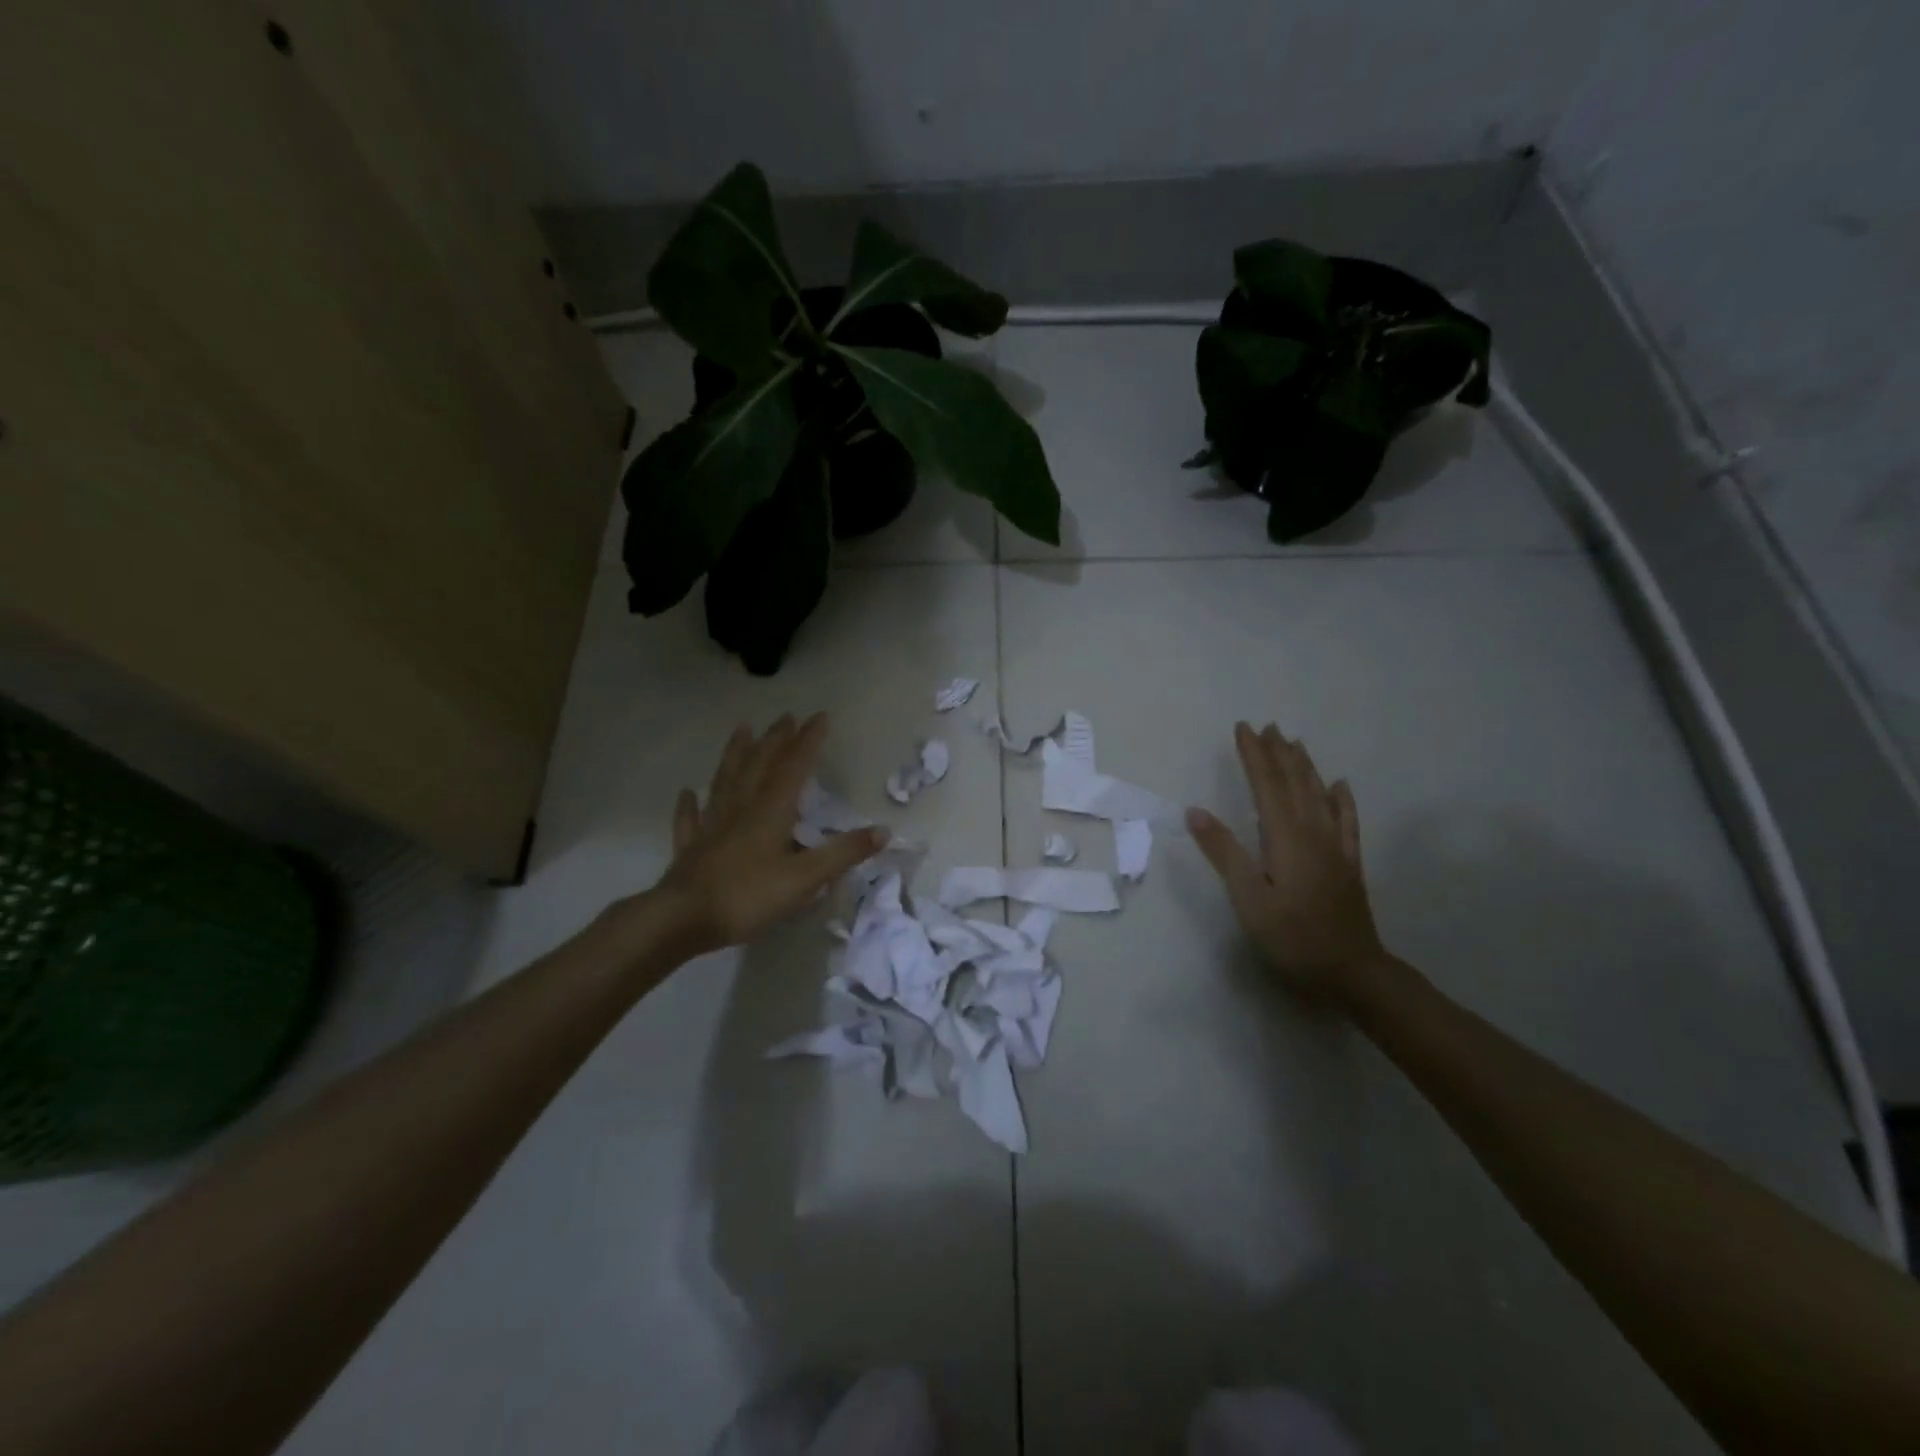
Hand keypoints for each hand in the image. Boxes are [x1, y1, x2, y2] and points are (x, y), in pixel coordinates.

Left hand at [648, 713, 887, 956]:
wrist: (683, 919)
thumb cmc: (748, 897)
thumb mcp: (805, 878)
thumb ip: (843, 853)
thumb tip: (883, 830)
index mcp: (770, 811)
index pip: (794, 767)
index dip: (808, 741)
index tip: (820, 716)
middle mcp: (740, 808)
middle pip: (759, 765)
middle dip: (776, 740)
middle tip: (786, 717)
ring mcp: (712, 826)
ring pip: (725, 780)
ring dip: (735, 753)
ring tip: (742, 730)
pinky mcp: (691, 848)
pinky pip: (691, 819)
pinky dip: (690, 803)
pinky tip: (688, 792)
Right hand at [1186, 722, 1384, 1001]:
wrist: (1353, 972)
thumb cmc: (1292, 937)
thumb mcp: (1248, 898)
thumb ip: (1224, 852)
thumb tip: (1195, 811)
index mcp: (1285, 837)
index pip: (1266, 785)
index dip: (1253, 755)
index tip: (1243, 728)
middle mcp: (1312, 833)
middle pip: (1294, 783)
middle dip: (1278, 753)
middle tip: (1268, 726)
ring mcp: (1335, 847)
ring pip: (1319, 795)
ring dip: (1304, 766)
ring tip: (1294, 742)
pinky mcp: (1348, 864)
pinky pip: (1346, 821)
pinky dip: (1342, 799)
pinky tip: (1340, 785)